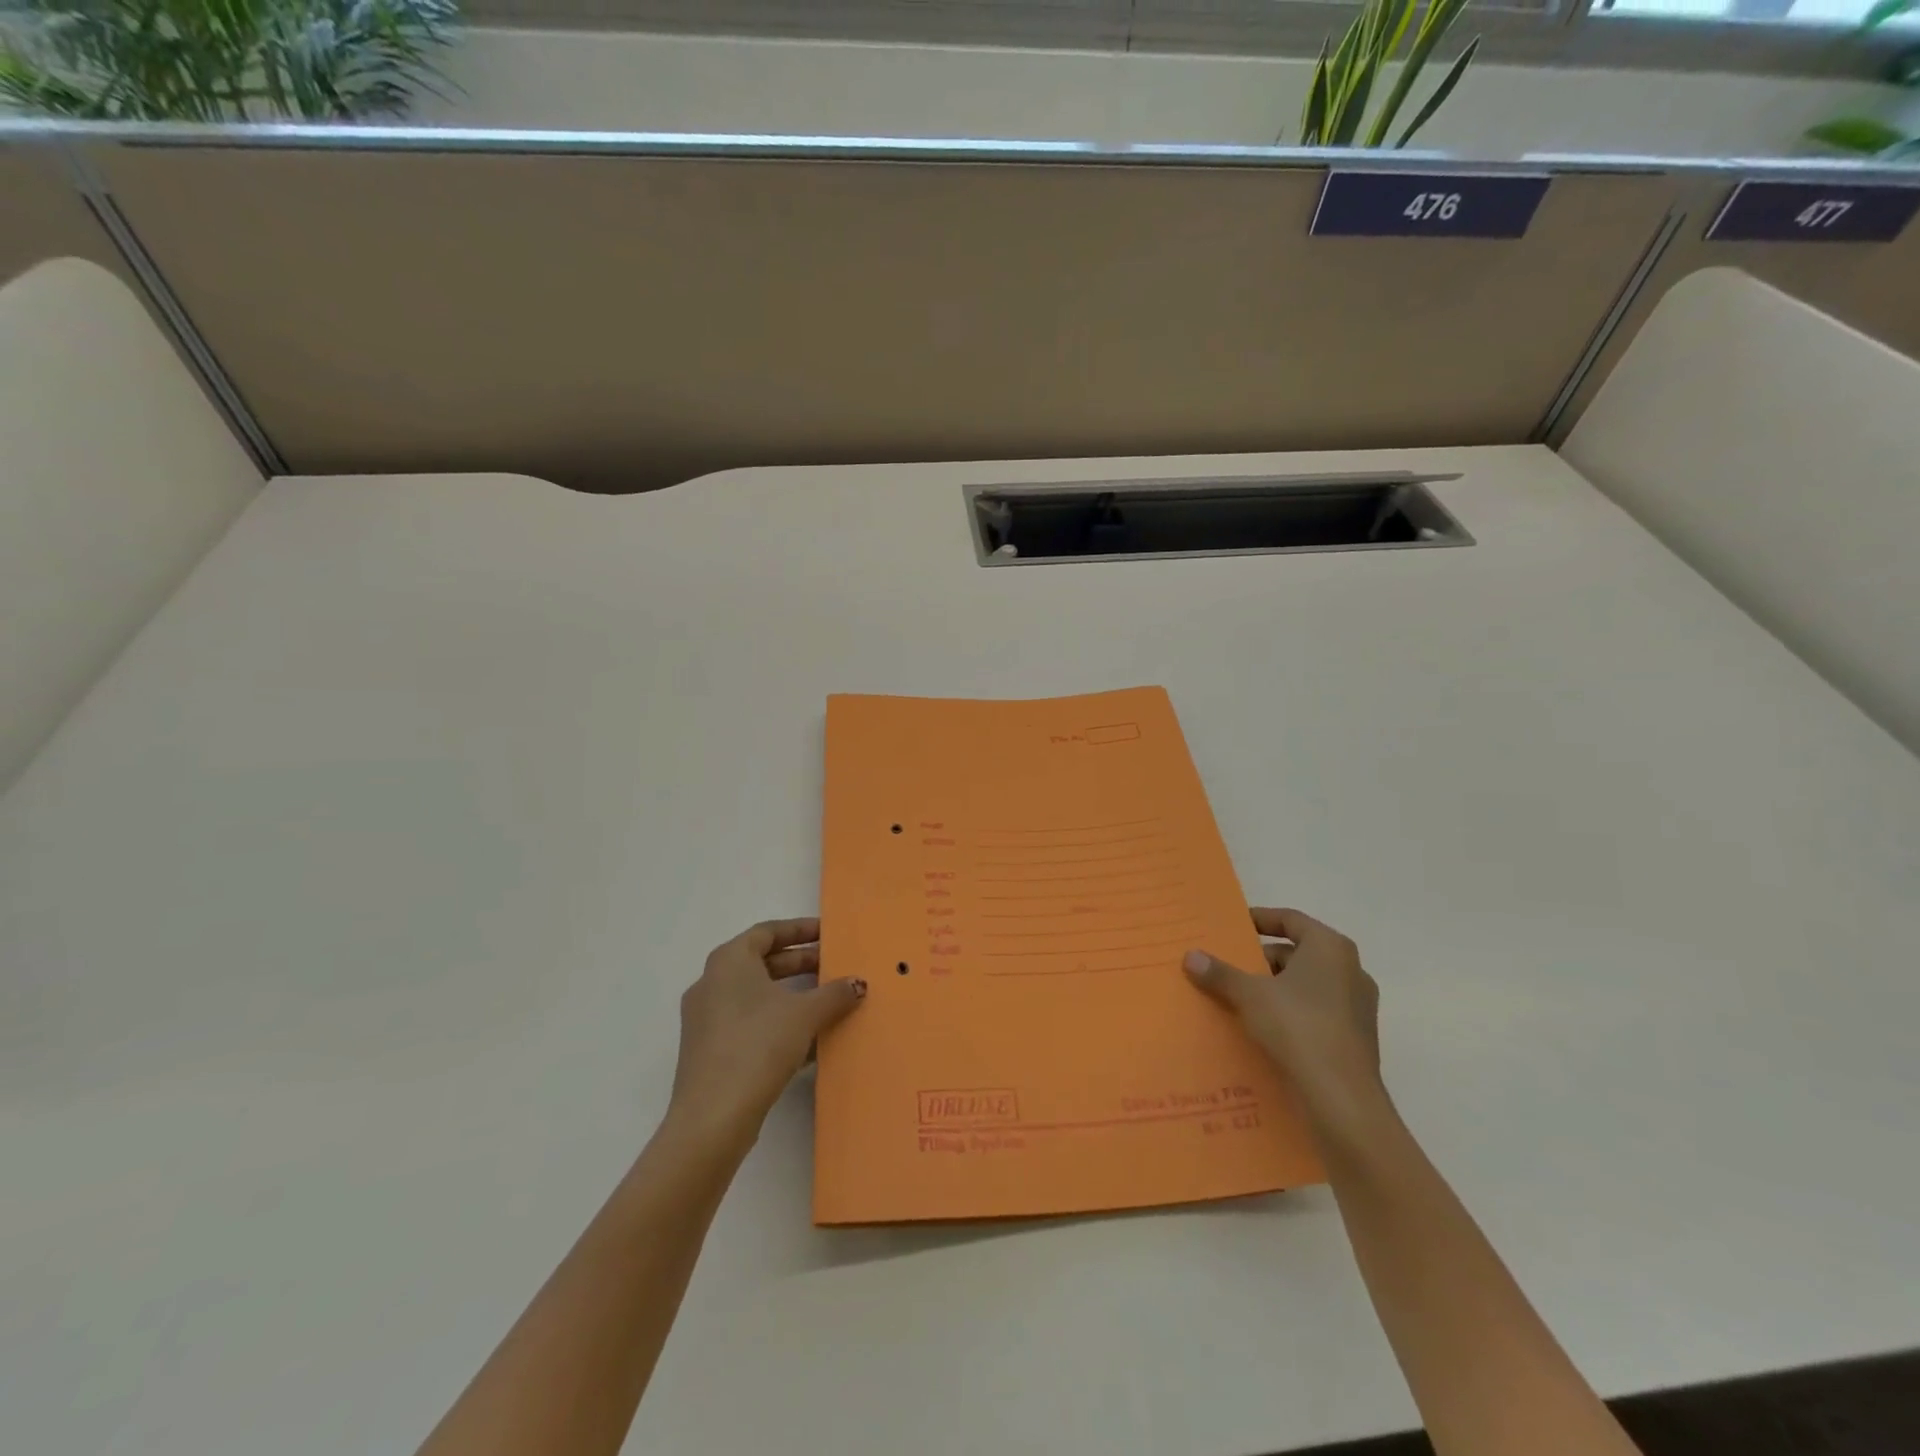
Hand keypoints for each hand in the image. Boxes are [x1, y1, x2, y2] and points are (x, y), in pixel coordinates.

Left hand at [667, 918, 866, 1149]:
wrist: (713, 1117)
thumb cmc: (758, 1045)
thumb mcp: (805, 1014)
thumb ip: (835, 993)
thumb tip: (858, 984)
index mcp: (729, 961)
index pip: (768, 931)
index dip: (800, 930)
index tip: (828, 934)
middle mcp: (712, 983)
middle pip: (762, 962)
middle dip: (801, 963)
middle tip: (834, 967)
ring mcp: (707, 1019)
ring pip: (757, 995)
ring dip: (792, 995)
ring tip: (828, 1002)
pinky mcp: (709, 1051)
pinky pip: (749, 1023)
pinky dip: (778, 1022)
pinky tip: (810, 1040)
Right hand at [1185, 907, 1381, 1112]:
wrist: (1342, 1099)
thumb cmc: (1298, 1028)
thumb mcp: (1249, 995)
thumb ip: (1220, 973)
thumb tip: (1191, 956)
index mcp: (1330, 948)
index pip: (1291, 919)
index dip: (1260, 919)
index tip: (1234, 927)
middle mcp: (1350, 970)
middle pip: (1297, 953)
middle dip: (1262, 960)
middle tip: (1229, 968)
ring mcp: (1357, 1006)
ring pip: (1306, 985)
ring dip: (1275, 989)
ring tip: (1239, 1000)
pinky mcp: (1355, 1038)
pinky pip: (1315, 1013)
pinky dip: (1290, 1014)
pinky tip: (1262, 1029)